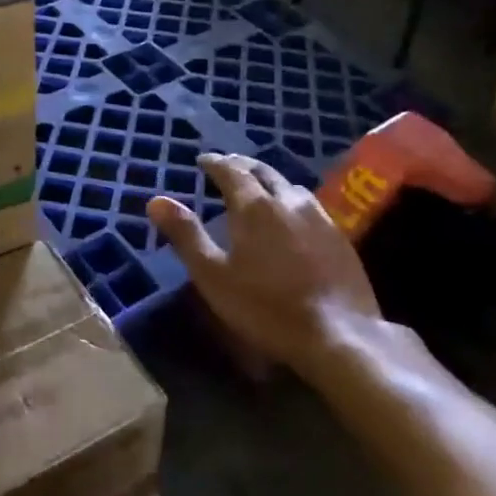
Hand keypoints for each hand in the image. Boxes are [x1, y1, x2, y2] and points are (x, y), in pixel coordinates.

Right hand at [149, 153, 381, 377]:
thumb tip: (155, 200)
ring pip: (288, 186)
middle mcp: (287, 200)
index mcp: (254, 205)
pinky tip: (291, 217)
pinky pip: (309, 204)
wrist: (339, 335)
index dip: (215, 163)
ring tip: (257, 188)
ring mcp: (319, 216)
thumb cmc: (267, 307)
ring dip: (268, 181)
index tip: (203, 160)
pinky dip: (290, 200)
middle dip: (242, 165)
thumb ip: (186, 235)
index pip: (231, 170)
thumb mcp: (213, 275)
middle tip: (227, 167)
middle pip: (262, 171)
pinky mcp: (340, 237)